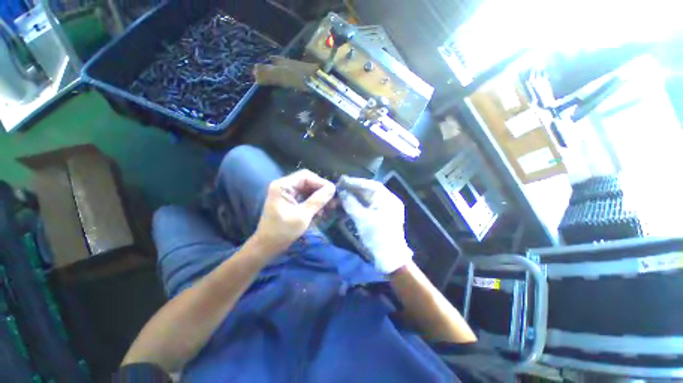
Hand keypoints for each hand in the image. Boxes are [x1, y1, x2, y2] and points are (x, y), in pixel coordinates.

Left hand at [252, 170, 335, 254]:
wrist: (267, 246)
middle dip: (321, 190)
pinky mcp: (289, 200)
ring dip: (318, 196)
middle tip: (333, 199)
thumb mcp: (303, 215)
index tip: (333, 192)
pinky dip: (313, 201)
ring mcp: (286, 193)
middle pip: (307, 181)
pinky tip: (321, 210)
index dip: (321, 182)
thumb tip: (332, 188)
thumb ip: (318, 200)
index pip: (306, 176)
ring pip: (307, 189)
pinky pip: (304, 196)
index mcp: (283, 186)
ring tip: (329, 206)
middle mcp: (284, 186)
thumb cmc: (282, 231)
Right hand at [338, 177, 412, 273]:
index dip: (356, 182)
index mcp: (388, 199)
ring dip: (357, 197)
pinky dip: (361, 204)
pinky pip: (371, 206)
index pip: (371, 185)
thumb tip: (342, 192)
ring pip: (370, 199)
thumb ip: (351, 203)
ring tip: (344, 195)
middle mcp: (389, 201)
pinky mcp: (383, 217)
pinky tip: (351, 204)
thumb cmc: (377, 235)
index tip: (344, 181)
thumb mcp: (362, 218)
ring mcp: (387, 209)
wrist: (390, 257)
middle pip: (371, 191)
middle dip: (355, 189)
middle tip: (341, 187)